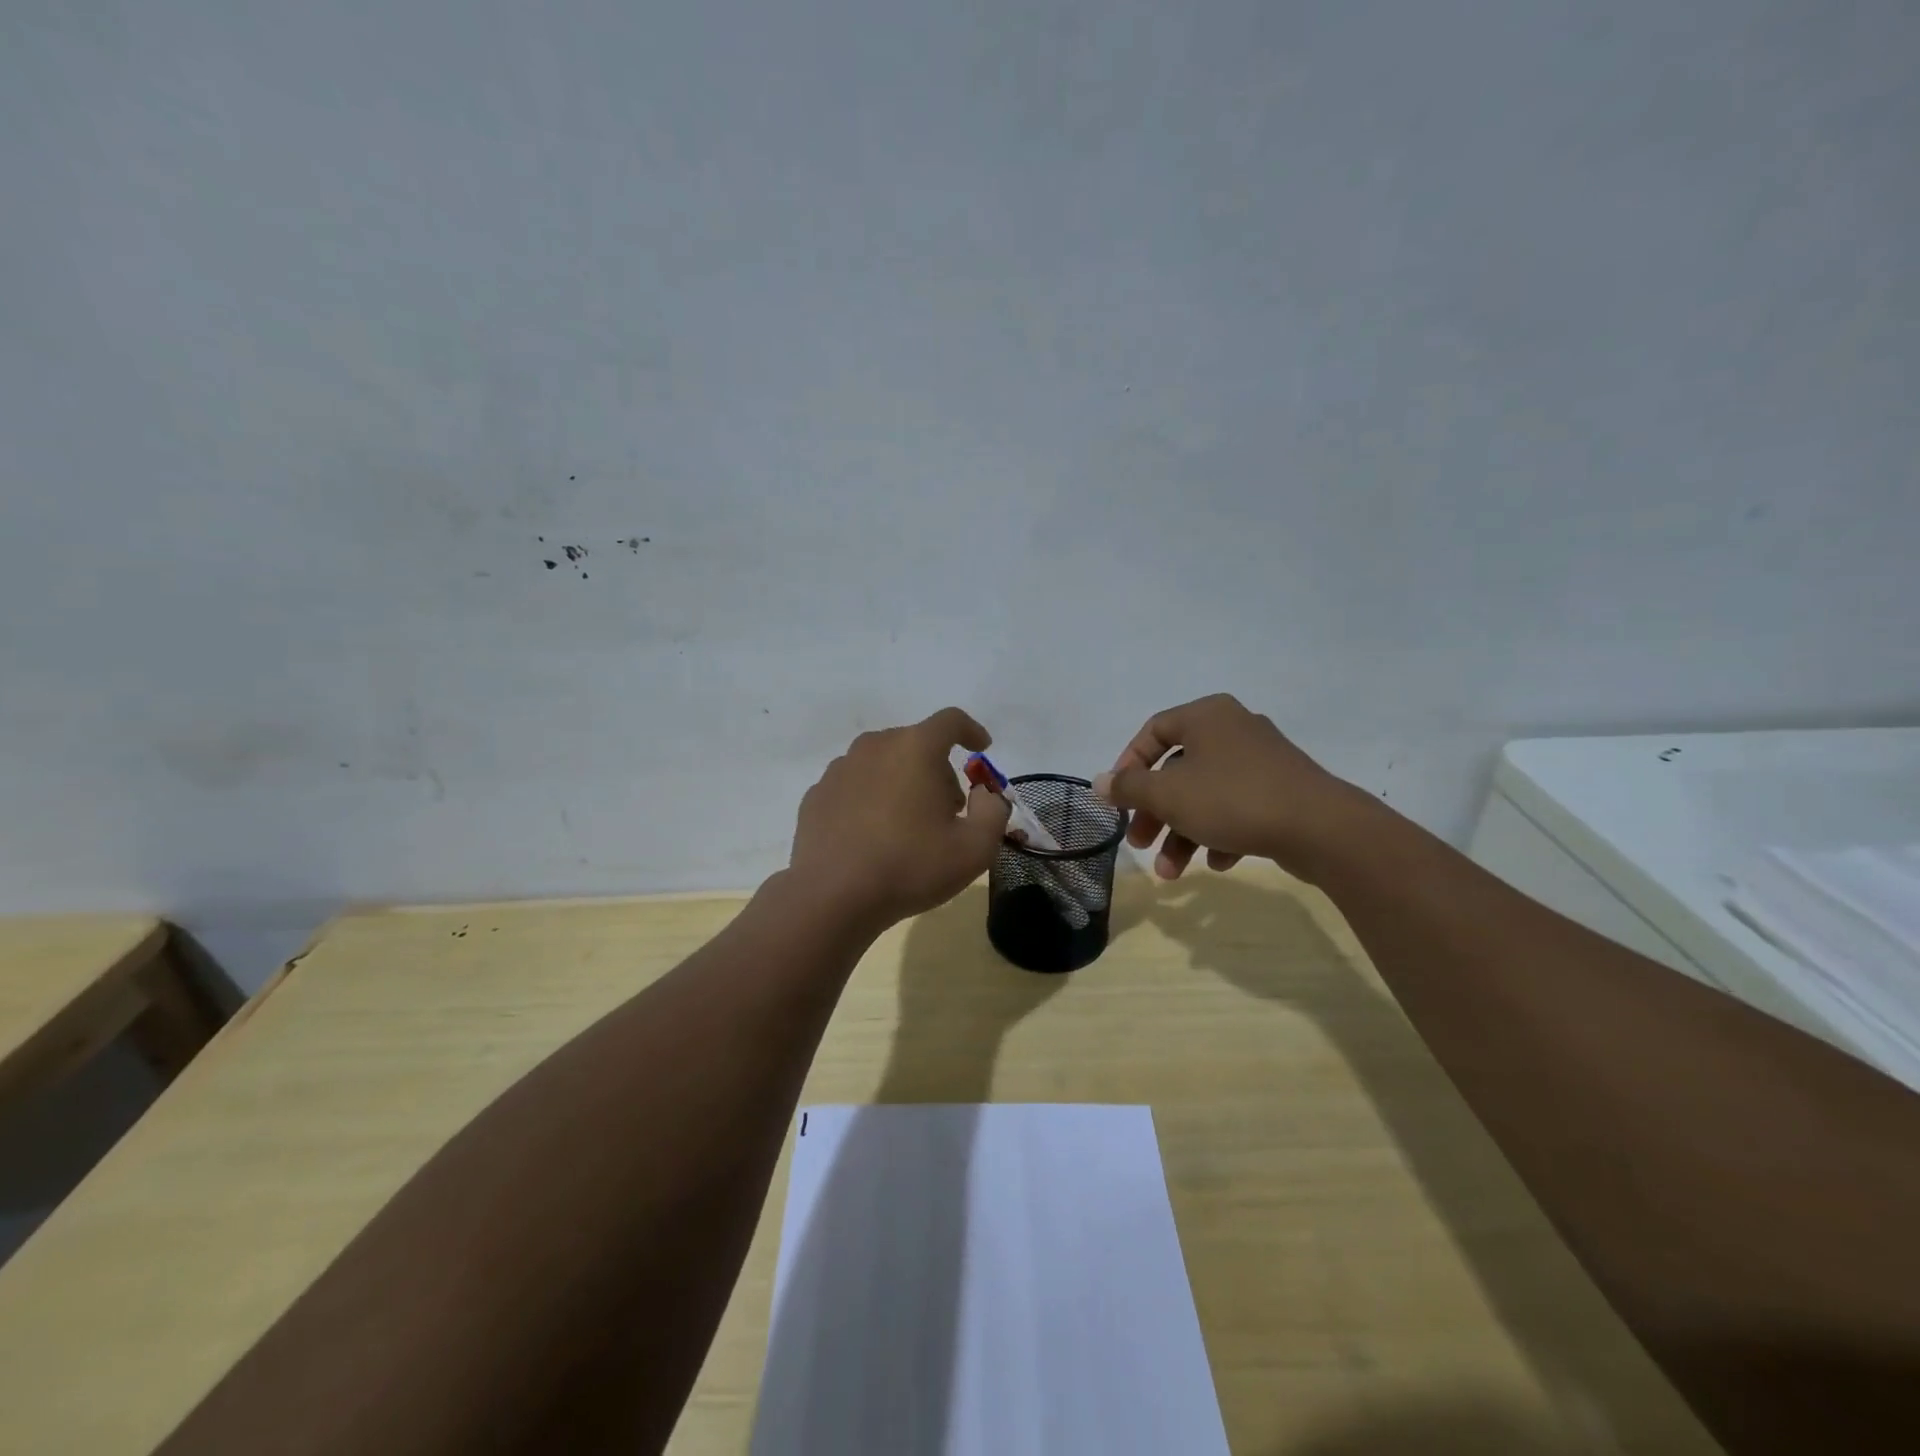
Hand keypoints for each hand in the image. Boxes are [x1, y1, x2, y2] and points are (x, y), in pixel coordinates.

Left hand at [788, 708, 1011, 932]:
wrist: (831, 897)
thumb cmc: (910, 867)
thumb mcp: (974, 849)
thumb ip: (993, 811)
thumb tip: (983, 793)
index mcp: (915, 748)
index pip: (950, 721)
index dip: (971, 730)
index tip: (982, 747)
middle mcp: (874, 747)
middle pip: (916, 743)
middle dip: (938, 768)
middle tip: (948, 809)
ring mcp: (840, 769)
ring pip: (883, 763)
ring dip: (903, 782)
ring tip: (908, 826)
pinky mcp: (817, 794)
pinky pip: (856, 785)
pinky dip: (871, 799)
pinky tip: (873, 836)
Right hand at [1093, 693, 1360, 880]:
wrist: (1321, 828)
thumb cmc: (1232, 799)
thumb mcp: (1168, 795)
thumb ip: (1129, 787)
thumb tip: (1098, 781)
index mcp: (1206, 716)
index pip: (1153, 731)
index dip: (1128, 765)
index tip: (1118, 799)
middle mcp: (1234, 728)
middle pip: (1178, 770)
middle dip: (1155, 813)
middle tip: (1139, 843)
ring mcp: (1263, 759)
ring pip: (1206, 794)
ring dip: (1183, 833)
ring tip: (1172, 872)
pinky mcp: (1283, 790)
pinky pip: (1238, 807)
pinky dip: (1220, 832)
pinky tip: (1219, 862)